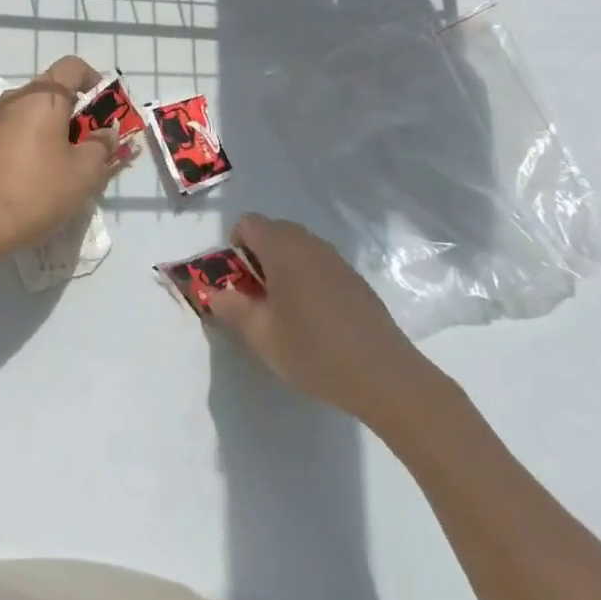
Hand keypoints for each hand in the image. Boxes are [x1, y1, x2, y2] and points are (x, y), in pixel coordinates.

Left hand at [0, 56, 118, 262]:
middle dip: (75, 111)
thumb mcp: (84, 173)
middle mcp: (15, 98)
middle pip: (52, 90)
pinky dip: (30, 140)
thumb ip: (101, 146)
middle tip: (88, 143)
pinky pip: (14, 129)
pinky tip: (34, 172)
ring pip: (31, 111)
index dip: (93, 80)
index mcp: (43, 97)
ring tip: (62, 162)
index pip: (72, 67)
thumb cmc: (38, 190)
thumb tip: (106, 132)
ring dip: (51, 127)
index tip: (103, 109)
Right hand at [208, 213, 440, 422]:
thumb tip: (215, 293)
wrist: (385, 376)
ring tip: (286, 310)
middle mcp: (309, 243)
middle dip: (258, 256)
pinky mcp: (355, 278)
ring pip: (298, 247)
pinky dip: (308, 278)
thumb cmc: (314, 351)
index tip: (239, 282)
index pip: (248, 223)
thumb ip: (231, 308)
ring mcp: (336, 259)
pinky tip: (317, 319)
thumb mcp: (261, 336)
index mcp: (282, 248)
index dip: (235, 246)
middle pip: (273, 231)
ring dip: (284, 267)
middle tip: (258, 297)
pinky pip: (319, 263)